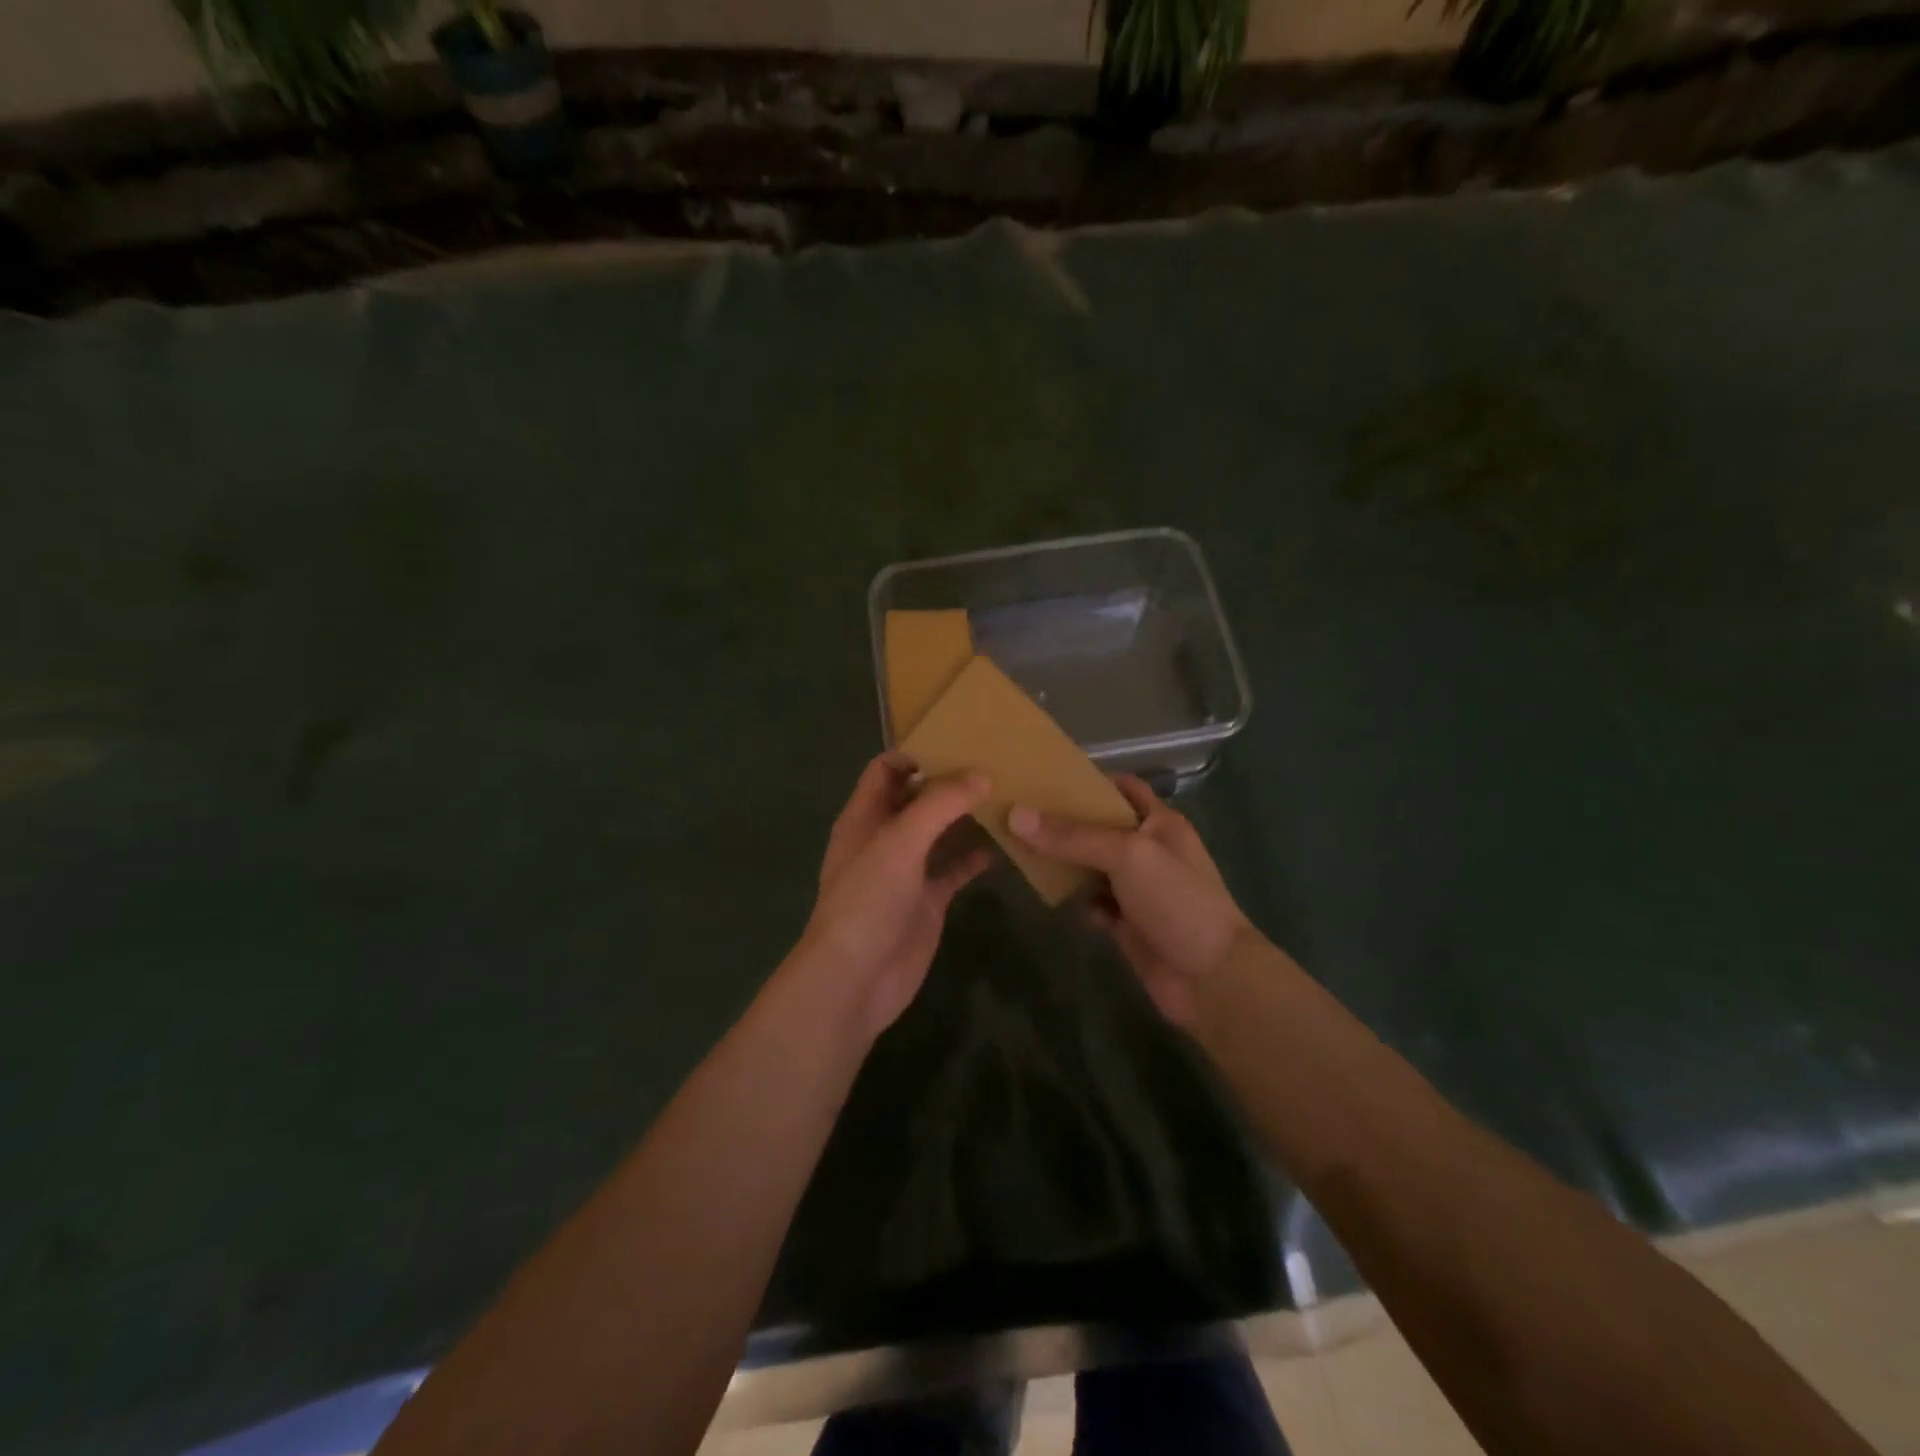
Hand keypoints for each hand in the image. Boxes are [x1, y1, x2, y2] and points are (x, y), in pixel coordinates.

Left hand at [800, 754, 992, 1037]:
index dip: (916, 753)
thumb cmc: (868, 899)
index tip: (959, 741)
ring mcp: (906, 871)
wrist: (857, 978)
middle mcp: (884, 838)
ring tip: (1005, 797)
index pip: (886, 769)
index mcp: (865, 816)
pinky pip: (952, 871)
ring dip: (964, 817)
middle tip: (994, 763)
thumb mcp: (900, 841)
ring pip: (938, 833)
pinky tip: (1001, 846)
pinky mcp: (927, 901)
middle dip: (948, 782)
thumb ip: (940, 804)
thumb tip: (982, 774)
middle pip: (916, 798)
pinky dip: (973, 858)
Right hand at [1010, 776, 1251, 1026]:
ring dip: (1065, 862)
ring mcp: (1138, 889)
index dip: (1089, 781)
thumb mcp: (1127, 855)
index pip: (1123, 788)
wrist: (1212, 979)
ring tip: (1022, 849)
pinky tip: (1053, 897)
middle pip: (1100, 828)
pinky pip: (1094, 903)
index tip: (1045, 778)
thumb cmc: (1176, 901)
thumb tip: (1016, 815)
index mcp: (1160, 823)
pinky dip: (1077, 901)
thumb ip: (1073, 836)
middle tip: (1019, 813)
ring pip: (1093, 867)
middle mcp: (1149, 851)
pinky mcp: (1127, 923)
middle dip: (1065, 822)